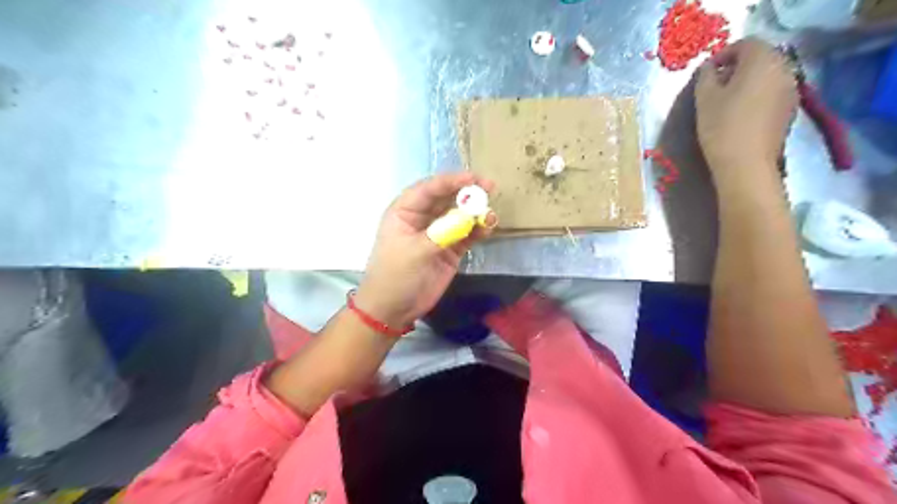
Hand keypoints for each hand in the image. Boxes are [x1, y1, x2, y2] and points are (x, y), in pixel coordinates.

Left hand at [357, 171, 497, 330]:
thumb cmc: (395, 275)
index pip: (430, 189)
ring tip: (490, 215)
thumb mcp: (414, 251)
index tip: (474, 178)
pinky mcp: (450, 249)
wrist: (393, 309)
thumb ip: (442, 233)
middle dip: (468, 193)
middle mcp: (422, 218)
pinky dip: (477, 231)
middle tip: (490, 189)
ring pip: (459, 216)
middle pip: (447, 198)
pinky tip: (488, 229)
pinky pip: (466, 235)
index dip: (452, 181)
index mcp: (405, 211)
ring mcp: (438, 234)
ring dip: (475, 213)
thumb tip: (469, 217)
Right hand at [693, 38, 798, 185]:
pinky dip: (758, 95)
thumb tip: (710, 69)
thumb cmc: (721, 127)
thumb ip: (705, 77)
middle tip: (715, 86)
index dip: (724, 54)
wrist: (746, 164)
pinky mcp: (790, 109)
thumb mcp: (704, 99)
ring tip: (726, 101)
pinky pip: (773, 91)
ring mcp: (791, 89)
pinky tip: (741, 113)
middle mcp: (783, 68)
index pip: (745, 44)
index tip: (706, 72)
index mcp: (762, 60)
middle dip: (737, 67)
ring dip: (748, 82)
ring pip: (768, 75)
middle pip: (760, 58)